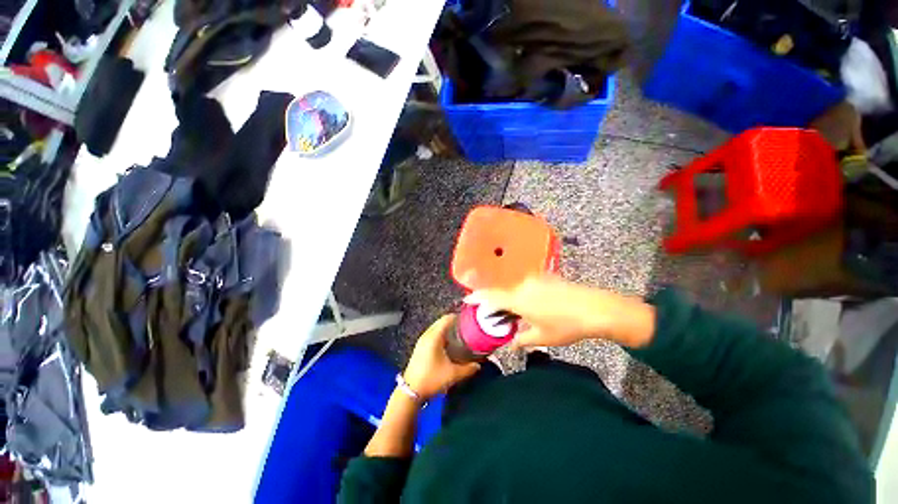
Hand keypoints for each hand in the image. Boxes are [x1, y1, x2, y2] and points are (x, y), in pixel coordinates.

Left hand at [403, 315, 480, 399]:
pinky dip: (442, 334)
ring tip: (460, 333)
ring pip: (437, 328)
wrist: (411, 391)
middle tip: (467, 326)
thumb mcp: (453, 374)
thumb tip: (478, 365)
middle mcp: (427, 335)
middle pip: (441, 322)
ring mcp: (422, 340)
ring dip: (448, 328)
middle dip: (454, 322)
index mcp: (434, 336)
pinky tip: (450, 342)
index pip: (446, 319)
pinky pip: (433, 334)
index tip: (468, 319)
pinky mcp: (421, 347)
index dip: (457, 317)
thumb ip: (468, 369)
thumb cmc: (432, 378)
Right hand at [465, 275, 655, 349]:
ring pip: (514, 288)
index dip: (477, 298)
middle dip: (495, 302)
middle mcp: (522, 285)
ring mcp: (534, 279)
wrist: (596, 308)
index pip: (491, 297)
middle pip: (501, 292)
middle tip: (496, 315)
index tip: (466, 299)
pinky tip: (533, 305)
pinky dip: (522, 294)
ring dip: (510, 299)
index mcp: (518, 299)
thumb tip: (509, 344)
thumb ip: (520, 339)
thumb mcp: (541, 337)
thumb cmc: (566, 326)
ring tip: (516, 313)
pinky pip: (526, 285)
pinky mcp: (545, 277)